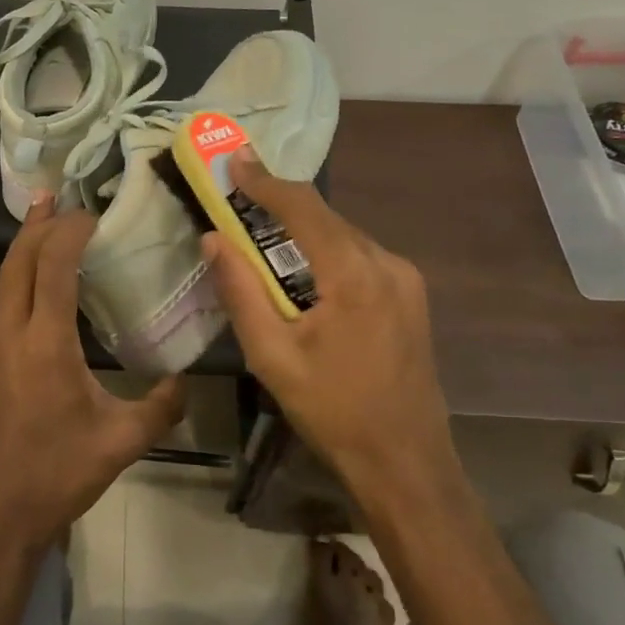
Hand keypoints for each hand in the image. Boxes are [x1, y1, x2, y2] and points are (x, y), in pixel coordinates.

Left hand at [0, 194, 185, 550]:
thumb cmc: (56, 474)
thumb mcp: (121, 442)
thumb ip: (161, 408)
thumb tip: (186, 381)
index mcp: (46, 344)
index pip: (52, 269)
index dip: (69, 233)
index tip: (92, 213)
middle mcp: (14, 335)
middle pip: (17, 263)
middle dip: (36, 225)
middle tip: (56, 197)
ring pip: (5, 281)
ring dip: (24, 247)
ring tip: (44, 223)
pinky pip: (5, 302)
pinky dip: (20, 276)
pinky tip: (40, 284)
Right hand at [204, 150, 457, 507]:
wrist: (406, 462)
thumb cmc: (332, 411)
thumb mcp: (271, 356)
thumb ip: (240, 291)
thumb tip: (214, 239)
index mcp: (354, 275)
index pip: (303, 208)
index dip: (265, 181)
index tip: (234, 162)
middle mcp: (387, 264)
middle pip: (325, 218)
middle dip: (280, 204)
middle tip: (238, 198)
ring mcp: (405, 279)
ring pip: (344, 236)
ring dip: (303, 231)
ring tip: (262, 237)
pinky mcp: (411, 297)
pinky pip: (360, 258)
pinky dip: (326, 253)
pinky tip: (303, 275)